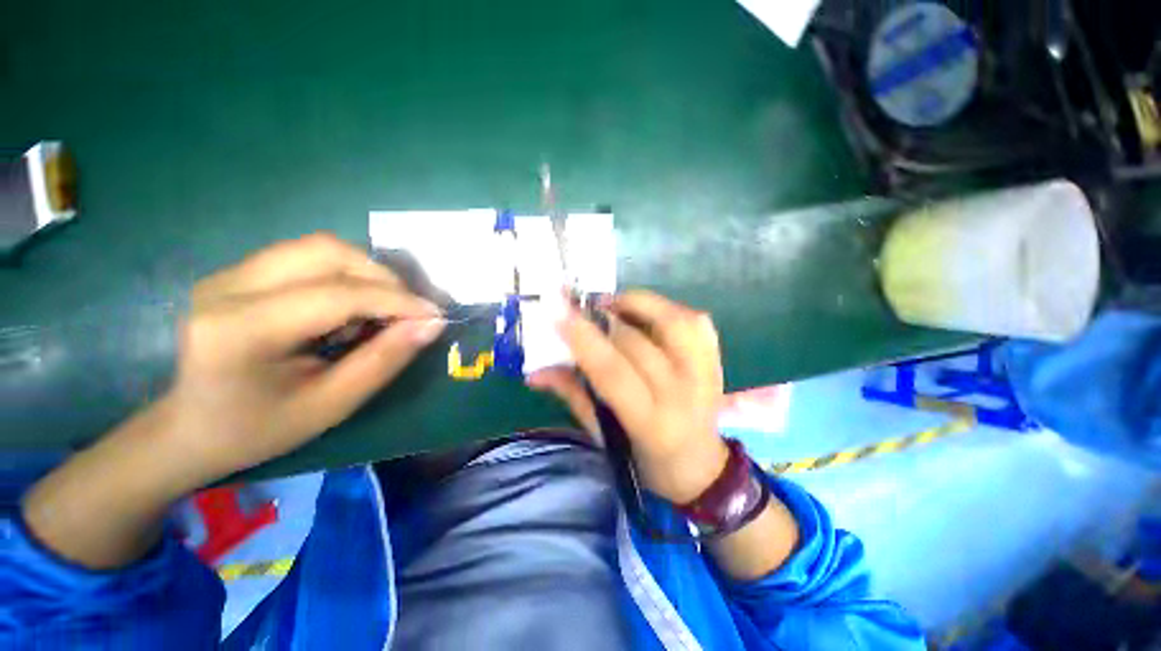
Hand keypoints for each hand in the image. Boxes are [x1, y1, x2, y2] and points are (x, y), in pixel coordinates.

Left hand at [157, 233, 443, 484]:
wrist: (190, 429)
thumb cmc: (260, 429)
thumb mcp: (332, 405)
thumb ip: (384, 360)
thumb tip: (431, 324)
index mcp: (241, 330)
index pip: (337, 294)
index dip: (397, 300)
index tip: (435, 315)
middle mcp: (228, 287)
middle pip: (327, 252)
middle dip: (383, 278)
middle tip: (408, 311)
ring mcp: (228, 274)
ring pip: (319, 248)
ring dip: (366, 274)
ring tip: (379, 311)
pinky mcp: (237, 272)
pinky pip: (307, 257)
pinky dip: (344, 276)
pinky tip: (348, 307)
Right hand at [528, 291, 728, 503]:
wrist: (699, 466)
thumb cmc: (644, 458)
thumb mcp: (604, 435)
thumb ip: (573, 395)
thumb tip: (535, 372)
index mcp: (651, 422)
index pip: (612, 371)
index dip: (583, 338)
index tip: (557, 310)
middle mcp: (683, 393)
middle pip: (637, 341)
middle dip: (603, 318)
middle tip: (582, 309)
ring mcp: (706, 373)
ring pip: (674, 320)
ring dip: (638, 304)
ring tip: (615, 305)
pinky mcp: (717, 361)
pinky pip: (696, 321)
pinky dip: (667, 309)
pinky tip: (648, 314)